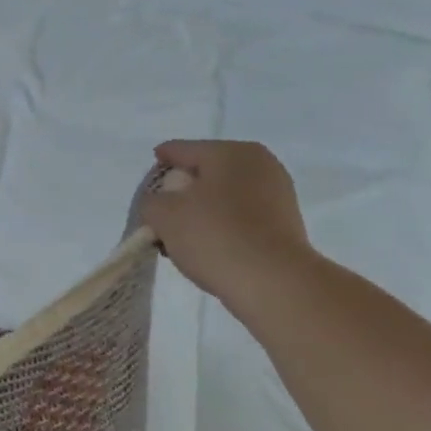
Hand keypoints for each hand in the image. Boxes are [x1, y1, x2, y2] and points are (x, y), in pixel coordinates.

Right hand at [138, 140, 317, 317]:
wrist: (272, 280)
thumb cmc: (213, 236)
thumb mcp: (163, 215)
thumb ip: (150, 201)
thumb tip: (159, 203)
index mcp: (230, 152)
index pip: (181, 150)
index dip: (159, 163)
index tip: (146, 180)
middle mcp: (259, 163)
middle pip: (205, 172)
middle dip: (180, 190)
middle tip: (160, 213)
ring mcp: (277, 192)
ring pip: (223, 194)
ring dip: (200, 209)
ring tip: (180, 235)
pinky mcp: (284, 221)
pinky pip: (241, 214)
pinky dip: (221, 223)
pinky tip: (207, 244)